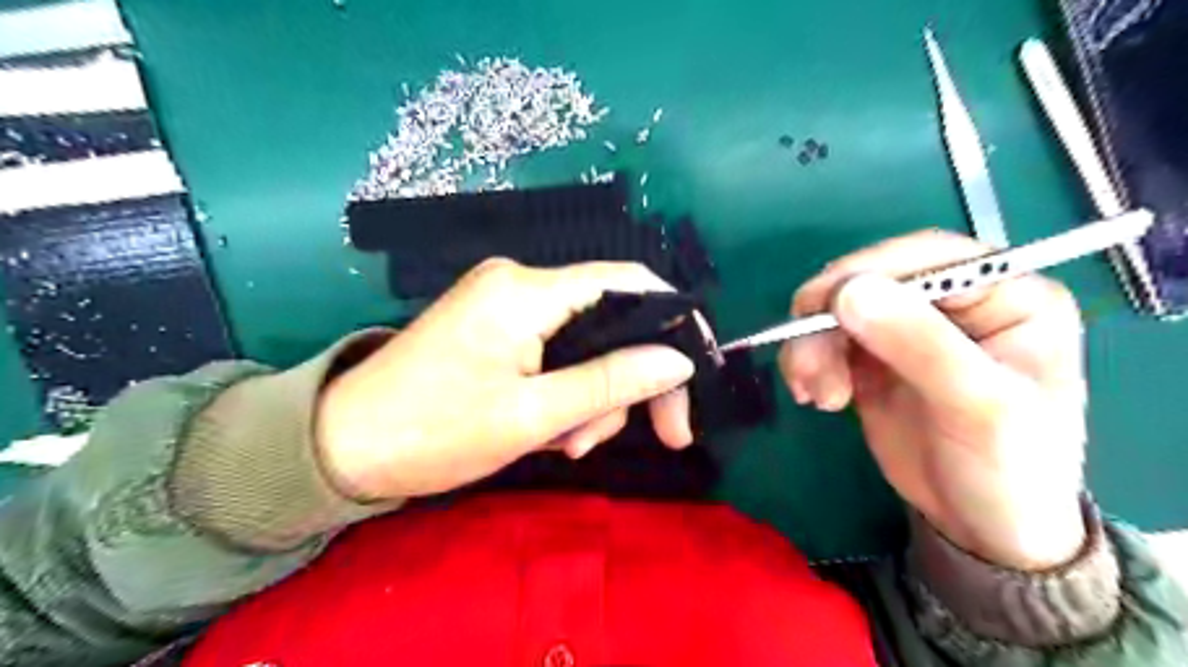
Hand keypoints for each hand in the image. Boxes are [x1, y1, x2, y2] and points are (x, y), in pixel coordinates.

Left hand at [312, 257, 698, 500]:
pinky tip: (551, 430)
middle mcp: (520, 283)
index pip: (627, 283)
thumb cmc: (434, 432)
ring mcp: (506, 304)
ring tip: (567, 444)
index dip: (672, 320)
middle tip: (651, 436)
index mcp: (526, 290)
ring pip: (585, 343)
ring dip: (593, 397)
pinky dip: (566, 391)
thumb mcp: (533, 415)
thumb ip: (611, 382)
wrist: (342, 447)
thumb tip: (678, 361)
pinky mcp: (496, 327)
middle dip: (629, 379)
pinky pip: (555, 352)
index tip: (693, 374)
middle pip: (610, 319)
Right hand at [782, 230, 1083, 567]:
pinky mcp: (872, 357)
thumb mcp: (978, 407)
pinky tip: (813, 395)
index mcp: (1005, 295)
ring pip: (838, 310)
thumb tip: (848, 292)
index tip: (822, 306)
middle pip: (871, 279)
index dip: (869, 271)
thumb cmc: (1009, 469)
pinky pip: (825, 340)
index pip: (928, 257)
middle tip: (806, 364)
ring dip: (812, 346)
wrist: (982, 526)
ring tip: (816, 395)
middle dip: (828, 319)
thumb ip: (920, 345)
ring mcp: (907, 329)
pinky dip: (808, 361)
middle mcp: (953, 302)